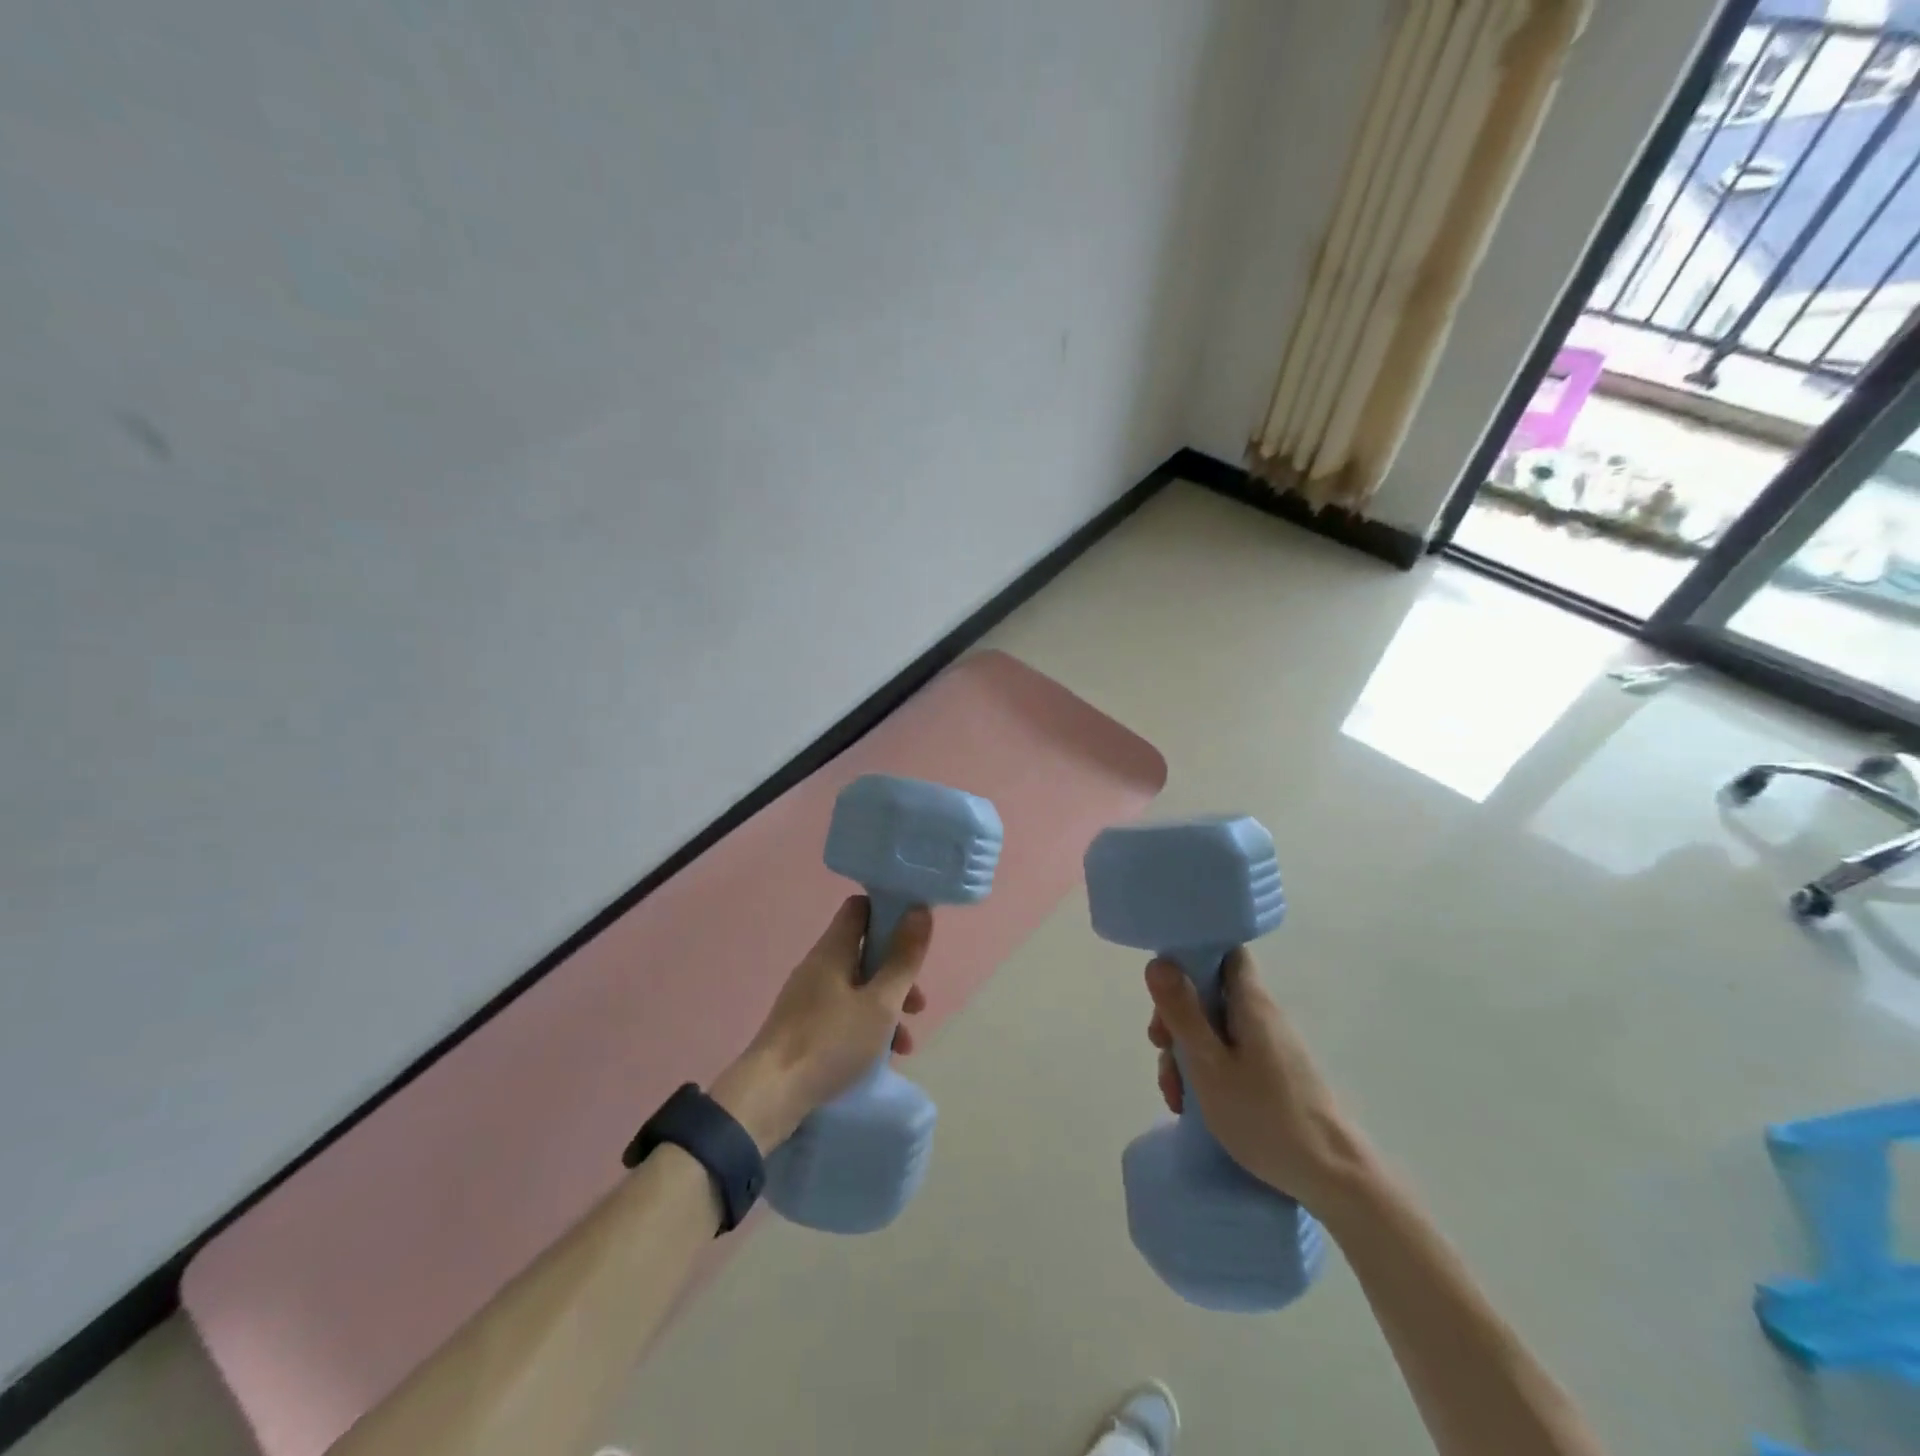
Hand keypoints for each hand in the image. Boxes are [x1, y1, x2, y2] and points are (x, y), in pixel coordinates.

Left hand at [712, 896, 931, 1151]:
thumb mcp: (880, 1003)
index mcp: (833, 950)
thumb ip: (903, 958)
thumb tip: (920, 910)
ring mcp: (808, 998)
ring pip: (858, 988)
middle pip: (865, 952)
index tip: (916, 931)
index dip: (889, 911)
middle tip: (918, 1003)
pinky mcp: (803, 1028)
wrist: (769, 1097)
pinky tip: (882, 1058)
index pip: (860, 908)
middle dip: (897, 973)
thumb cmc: (831, 1042)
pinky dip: (866, 1027)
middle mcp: (818, 966)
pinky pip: (843, 1014)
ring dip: (887, 1007)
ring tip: (906, 1044)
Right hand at [1146, 951, 1371, 1213]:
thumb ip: (1182, 1013)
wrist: (1332, 1177)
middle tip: (1160, 1048)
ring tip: (1174, 1093)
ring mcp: (1269, 1045)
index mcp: (1251, 1002)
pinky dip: (1206, 1071)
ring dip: (1186, 1052)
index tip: (1164, 984)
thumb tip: (1158, 962)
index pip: (1224, 951)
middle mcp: (1262, 1015)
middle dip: (1177, 1016)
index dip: (1191, 955)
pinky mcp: (1272, 1072)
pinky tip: (1193, 1104)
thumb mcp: (1209, 1065)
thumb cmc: (1265, 1116)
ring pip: (1214, 1028)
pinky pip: (1228, 1054)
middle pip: (1210, 992)